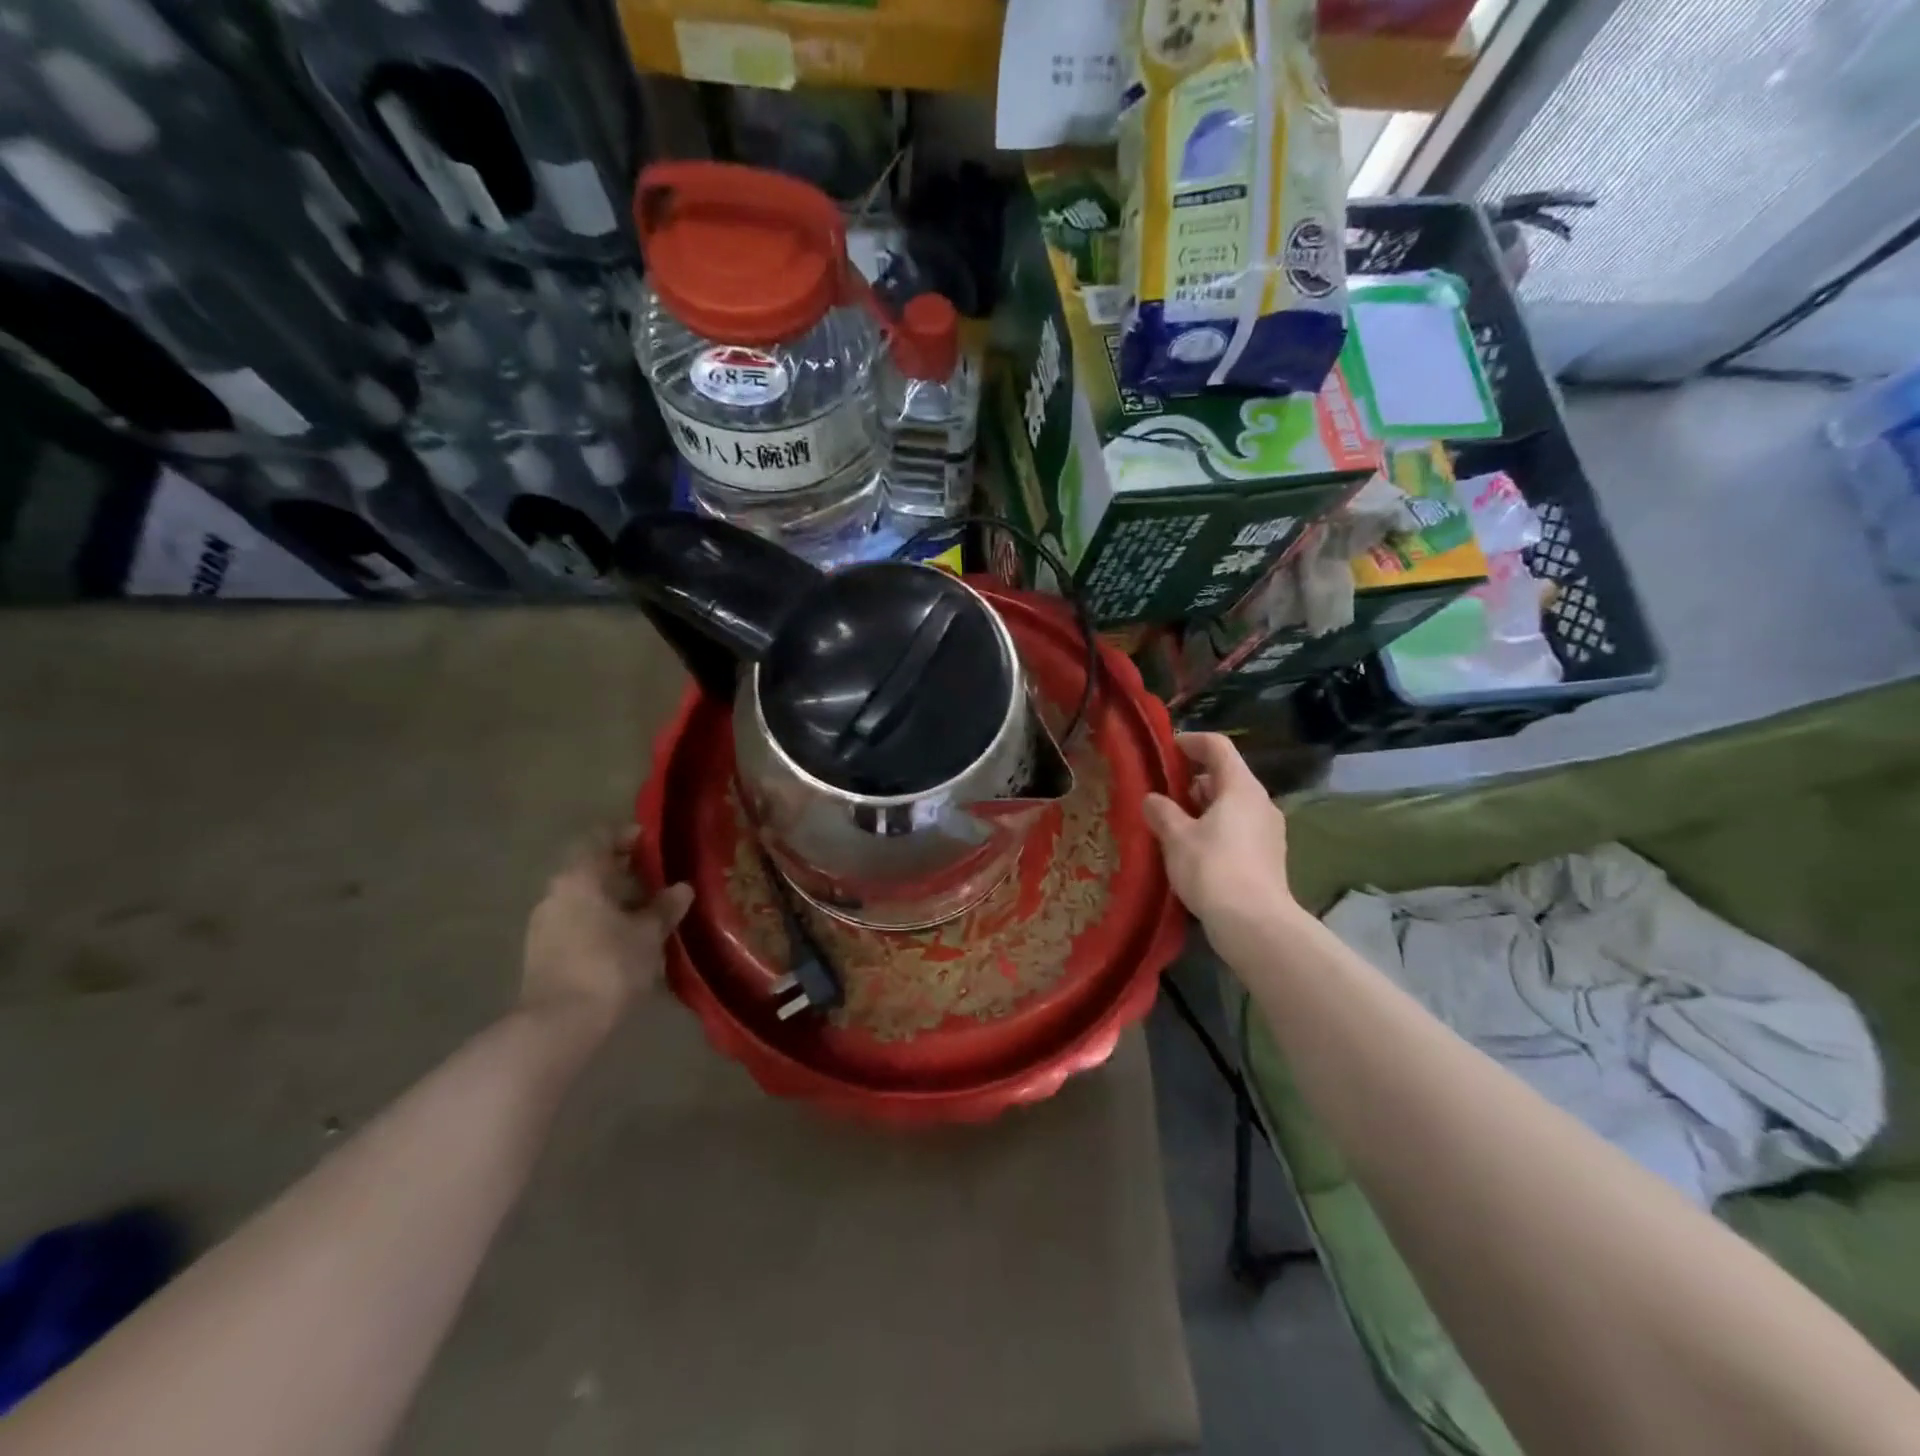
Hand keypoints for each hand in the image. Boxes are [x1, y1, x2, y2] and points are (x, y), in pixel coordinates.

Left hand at [521, 827, 692, 1039]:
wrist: (558, 1026)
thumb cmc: (608, 965)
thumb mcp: (648, 934)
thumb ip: (665, 907)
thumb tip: (682, 888)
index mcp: (579, 877)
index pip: (600, 838)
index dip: (626, 835)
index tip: (652, 842)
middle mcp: (555, 892)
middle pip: (591, 868)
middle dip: (624, 871)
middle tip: (659, 879)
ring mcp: (543, 924)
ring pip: (583, 898)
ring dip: (613, 899)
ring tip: (647, 912)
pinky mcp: (542, 952)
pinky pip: (576, 922)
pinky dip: (600, 921)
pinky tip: (625, 939)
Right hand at [1144, 734, 1296, 930]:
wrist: (1254, 924)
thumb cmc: (1212, 868)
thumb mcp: (1176, 837)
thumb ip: (1162, 811)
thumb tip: (1152, 799)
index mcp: (1240, 787)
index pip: (1218, 747)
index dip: (1191, 742)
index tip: (1167, 749)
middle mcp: (1260, 802)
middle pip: (1226, 775)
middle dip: (1193, 779)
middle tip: (1163, 791)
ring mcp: (1269, 831)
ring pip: (1232, 804)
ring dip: (1203, 806)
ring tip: (1173, 822)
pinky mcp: (1268, 856)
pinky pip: (1238, 828)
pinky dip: (1215, 827)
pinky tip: (1193, 849)